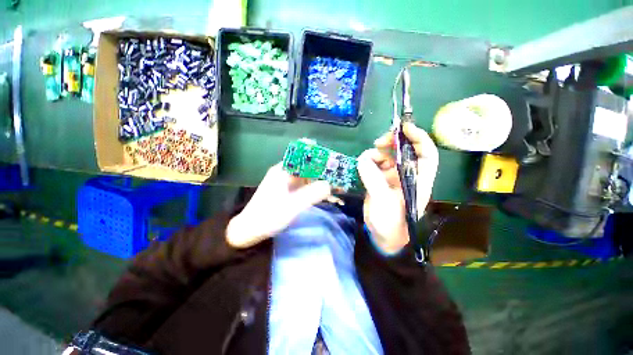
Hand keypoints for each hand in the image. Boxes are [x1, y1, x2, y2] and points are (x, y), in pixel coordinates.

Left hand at [226, 163, 331, 248]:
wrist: (250, 229)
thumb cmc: (268, 216)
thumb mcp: (292, 206)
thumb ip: (312, 194)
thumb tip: (330, 184)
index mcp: (284, 170)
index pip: (305, 156)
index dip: (320, 157)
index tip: (335, 162)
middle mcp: (286, 172)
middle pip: (309, 166)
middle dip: (325, 171)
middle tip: (341, 177)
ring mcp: (288, 182)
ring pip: (309, 177)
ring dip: (323, 181)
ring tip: (339, 187)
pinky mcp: (289, 191)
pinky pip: (306, 186)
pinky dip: (317, 189)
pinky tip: (328, 195)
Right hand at [357, 123, 438, 253]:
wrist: (382, 235)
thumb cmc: (390, 223)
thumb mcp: (383, 201)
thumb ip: (374, 179)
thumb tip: (363, 159)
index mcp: (418, 180)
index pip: (426, 154)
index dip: (419, 138)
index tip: (405, 127)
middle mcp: (407, 175)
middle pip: (405, 150)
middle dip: (394, 142)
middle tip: (380, 141)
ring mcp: (393, 177)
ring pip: (388, 155)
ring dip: (377, 153)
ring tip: (367, 159)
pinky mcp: (380, 179)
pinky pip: (375, 163)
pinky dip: (369, 161)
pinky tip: (364, 166)